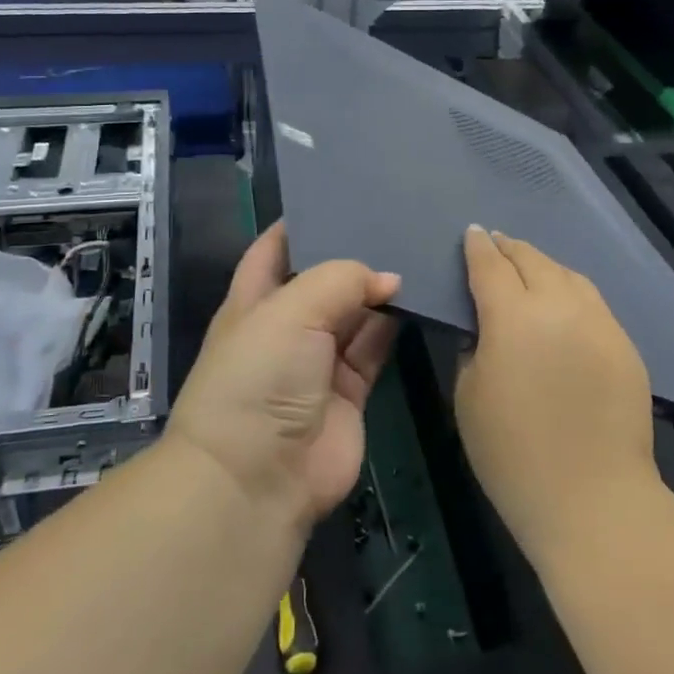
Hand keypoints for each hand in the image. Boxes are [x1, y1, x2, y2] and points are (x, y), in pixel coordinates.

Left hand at [168, 222, 399, 526]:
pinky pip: (375, 348)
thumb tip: (388, 278)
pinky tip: (420, 297)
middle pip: (321, 279)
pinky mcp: (350, 392)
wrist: (257, 479)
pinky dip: (394, 326)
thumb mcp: (290, 310)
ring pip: (354, 313)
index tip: (339, 194)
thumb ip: (341, 280)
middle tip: (396, 217)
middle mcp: (285, 326)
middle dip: (352, 254)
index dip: (300, 222)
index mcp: (253, 300)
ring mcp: (318, 361)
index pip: (274, 249)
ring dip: (379, 289)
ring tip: (417, 249)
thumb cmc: (259, 376)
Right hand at [455, 226, 657, 556]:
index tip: (471, 233)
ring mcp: (599, 323)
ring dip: (543, 265)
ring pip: (569, 275)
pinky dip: (570, 291)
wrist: (593, 499)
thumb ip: (473, 348)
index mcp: (513, 315)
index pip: (490, 265)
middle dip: (510, 248)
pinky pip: (592, 303)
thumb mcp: (468, 395)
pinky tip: (563, 305)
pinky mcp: (625, 346)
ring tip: (529, 268)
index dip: (477, 246)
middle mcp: (560, 305)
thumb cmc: (513, 453)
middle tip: (495, 244)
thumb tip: (484, 329)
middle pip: (533, 260)